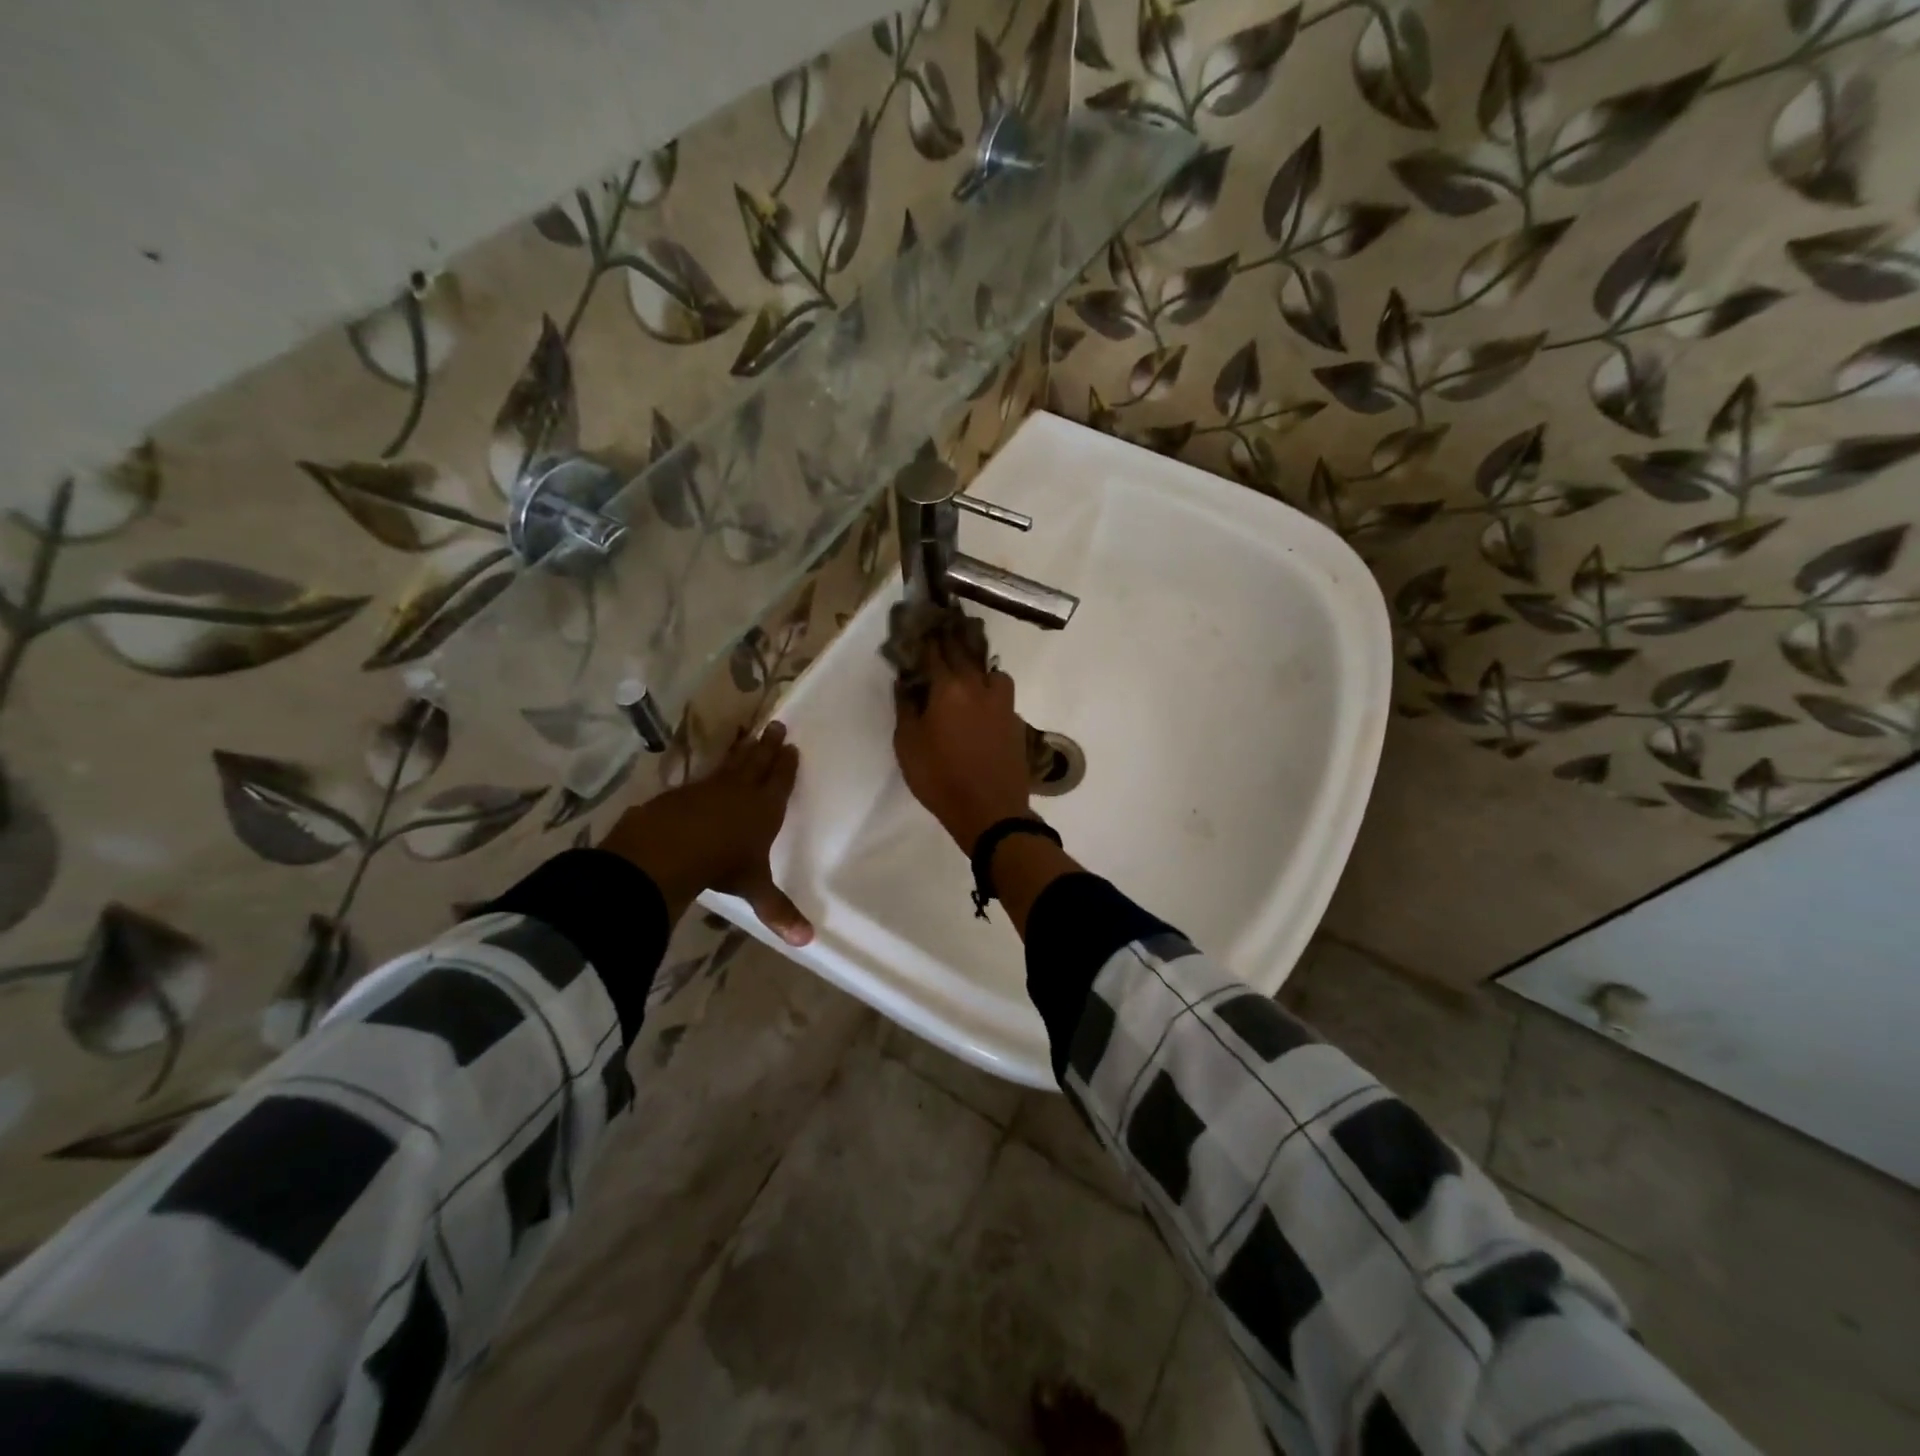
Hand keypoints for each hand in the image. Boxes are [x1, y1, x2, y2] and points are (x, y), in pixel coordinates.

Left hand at [599, 722, 812, 945]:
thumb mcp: (753, 889)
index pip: (780, 782)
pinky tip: (706, 774)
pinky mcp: (680, 794)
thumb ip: (777, 911)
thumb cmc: (721, 866)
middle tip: (777, 726)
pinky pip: (701, 778)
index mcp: (764, 810)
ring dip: (742, 749)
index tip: (792, 748)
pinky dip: (709, 772)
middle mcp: (740, 792)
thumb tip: (807, 942)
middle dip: (769, 746)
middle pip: (758, 762)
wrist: (666, 851)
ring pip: (731, 763)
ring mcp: (708, 789)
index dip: (787, 766)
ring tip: (749, 734)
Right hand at [892, 638, 1032, 853]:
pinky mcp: (1016, 722)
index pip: (935, 651)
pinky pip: (1002, 695)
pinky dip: (991, 692)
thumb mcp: (908, 745)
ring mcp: (1002, 704)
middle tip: (942, 630)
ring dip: (978, 667)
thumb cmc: (940, 778)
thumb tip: (905, 682)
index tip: (919, 626)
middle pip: (965, 653)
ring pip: (992, 672)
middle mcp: (979, 687)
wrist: (990, 811)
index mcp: (949, 688)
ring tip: (968, 674)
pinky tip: (983, 704)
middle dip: (951, 640)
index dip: (926, 638)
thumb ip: (906, 708)